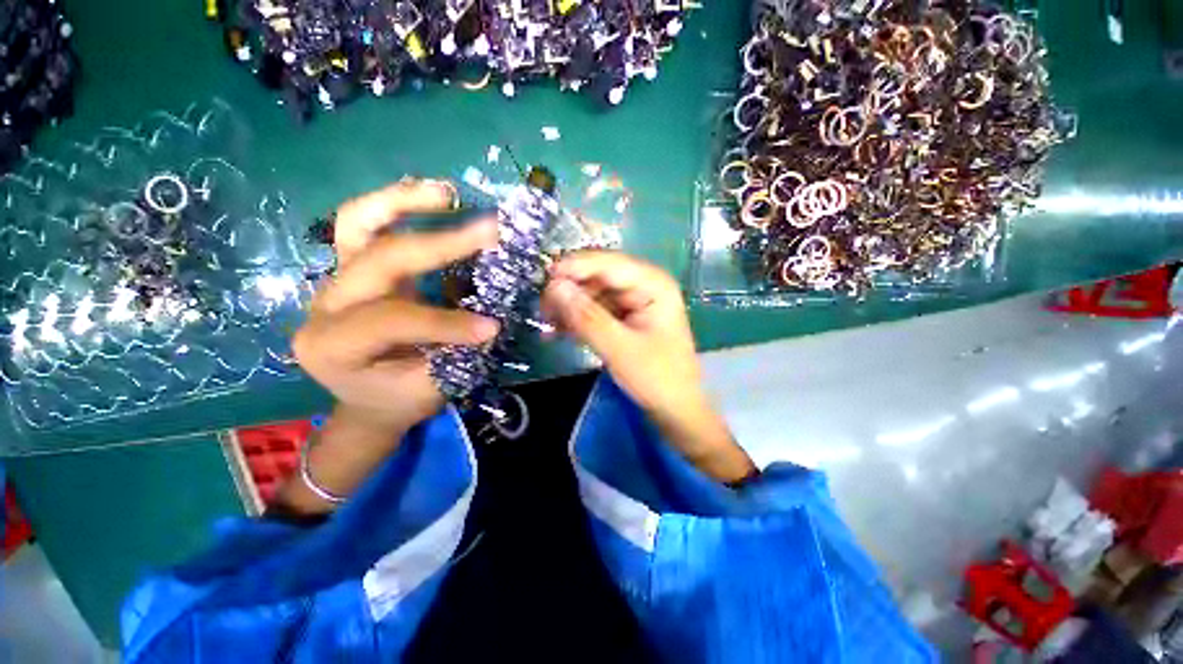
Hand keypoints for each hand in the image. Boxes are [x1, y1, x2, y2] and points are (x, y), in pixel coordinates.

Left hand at [278, 180, 499, 515]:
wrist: (369, 398)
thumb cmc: (398, 398)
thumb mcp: (430, 387)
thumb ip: (458, 354)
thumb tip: (493, 319)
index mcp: (333, 346)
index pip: (391, 320)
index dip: (446, 322)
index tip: (494, 327)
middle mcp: (324, 305)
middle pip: (378, 260)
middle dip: (441, 244)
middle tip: (491, 232)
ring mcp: (334, 280)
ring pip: (356, 224)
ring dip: (405, 203)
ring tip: (447, 195)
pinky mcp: (351, 268)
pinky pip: (363, 224)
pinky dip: (396, 205)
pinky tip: (431, 200)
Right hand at [542, 252, 755, 482]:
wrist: (674, 409)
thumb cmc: (657, 379)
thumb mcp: (619, 349)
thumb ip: (587, 317)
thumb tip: (553, 287)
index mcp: (653, 284)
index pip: (608, 263)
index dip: (574, 267)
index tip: (543, 279)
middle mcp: (643, 285)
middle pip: (598, 275)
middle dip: (569, 290)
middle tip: (542, 309)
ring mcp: (633, 301)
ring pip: (592, 293)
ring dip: (569, 306)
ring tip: (547, 324)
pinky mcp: (624, 317)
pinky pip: (594, 310)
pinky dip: (576, 319)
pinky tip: (558, 332)